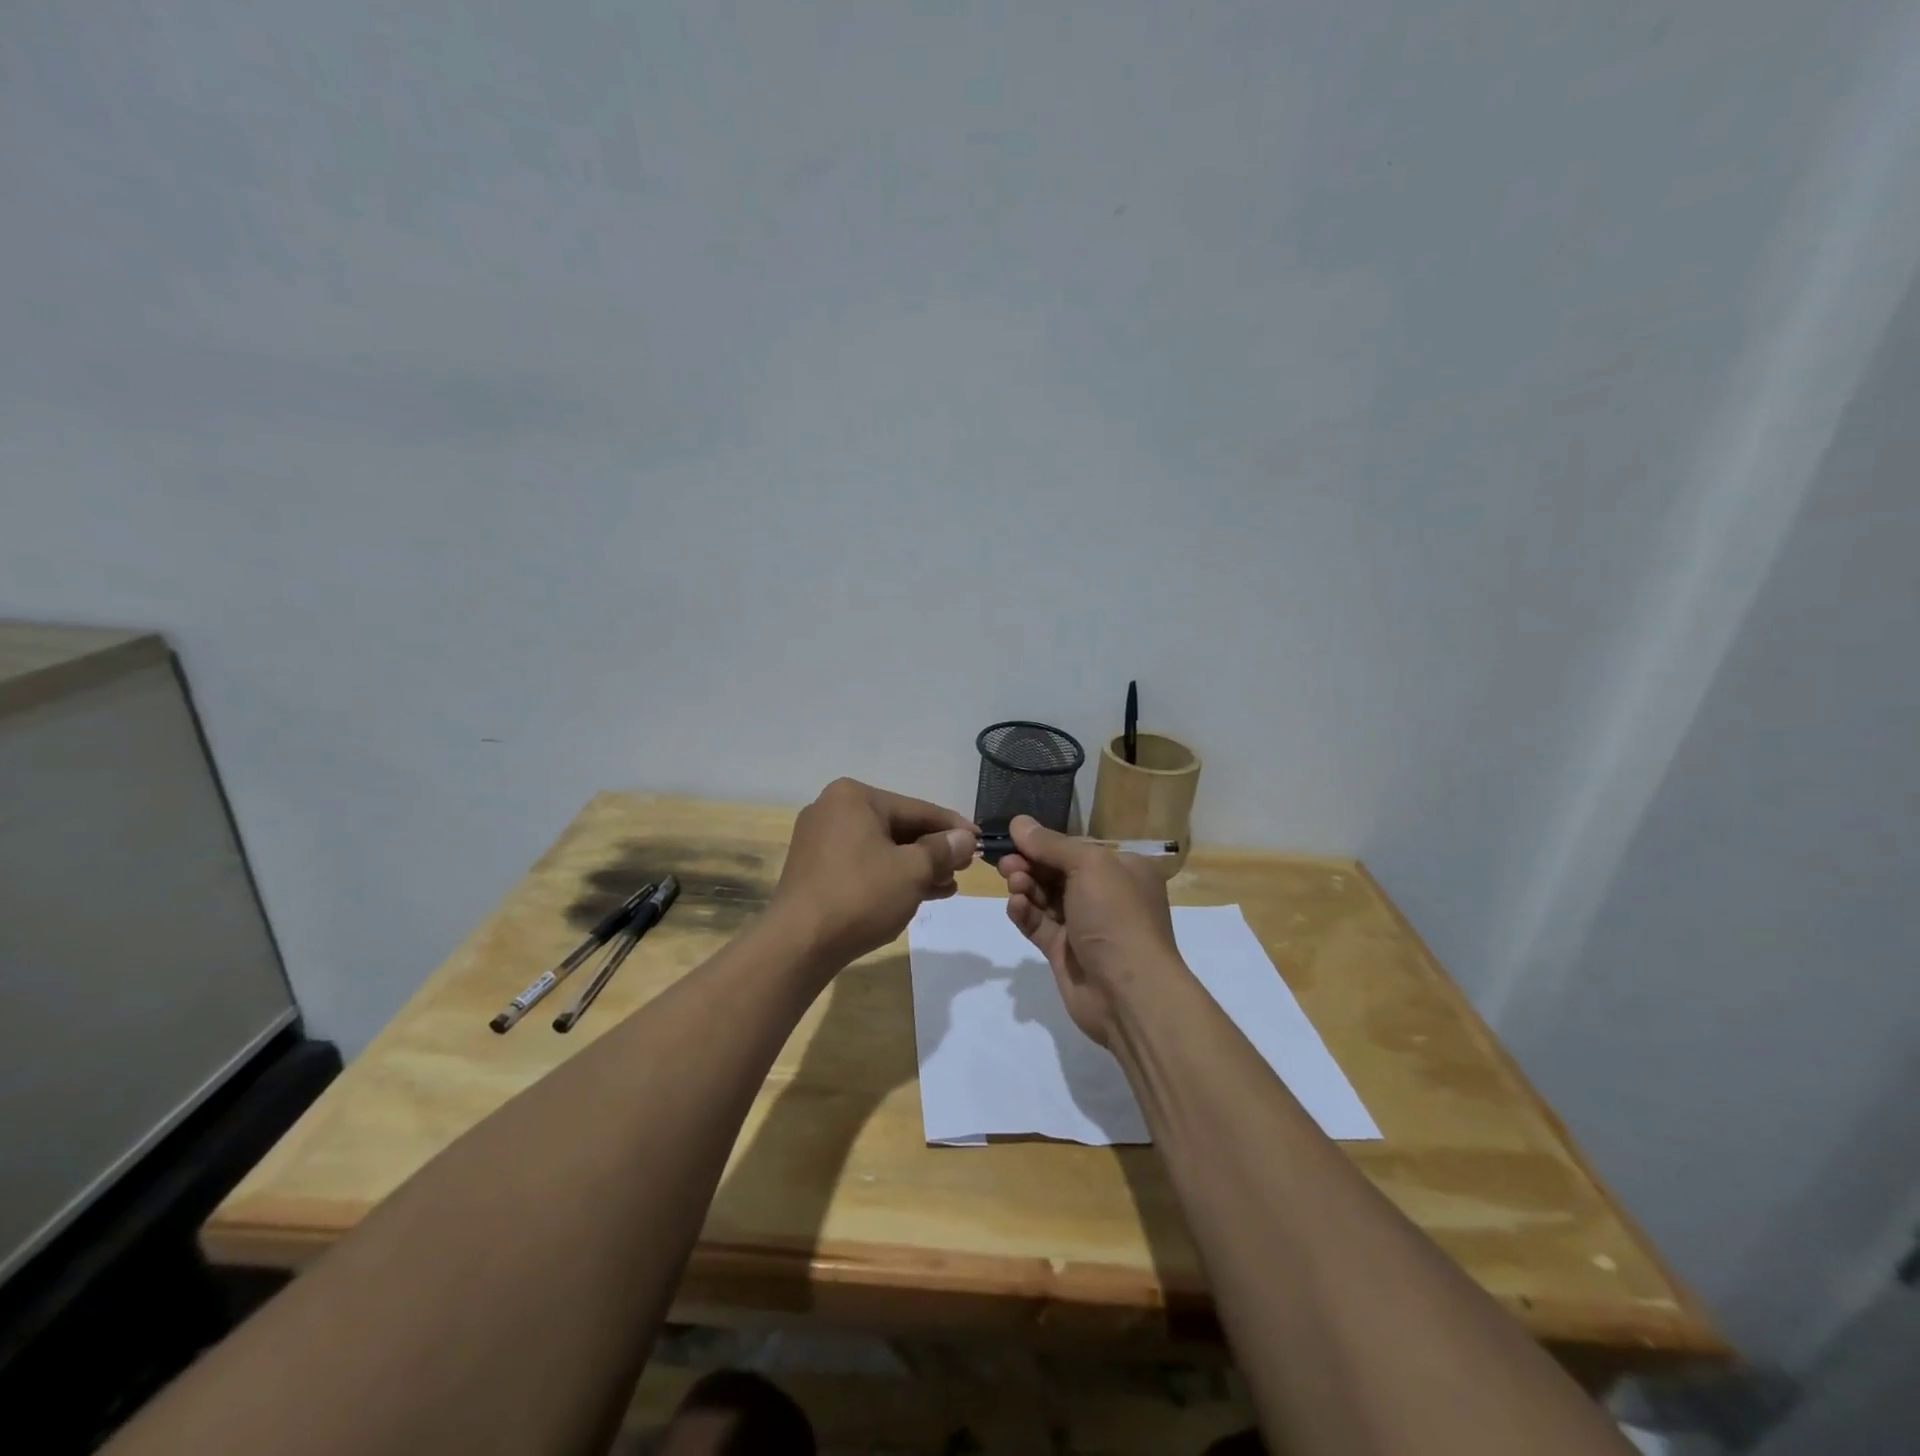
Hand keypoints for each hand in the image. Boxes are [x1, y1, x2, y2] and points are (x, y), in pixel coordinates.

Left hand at [771, 778, 976, 972]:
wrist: (798, 944)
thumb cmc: (860, 896)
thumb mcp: (912, 871)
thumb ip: (942, 850)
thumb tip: (965, 839)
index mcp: (854, 798)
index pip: (917, 809)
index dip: (953, 827)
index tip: (980, 840)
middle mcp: (833, 809)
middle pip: (898, 827)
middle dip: (933, 850)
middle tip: (964, 868)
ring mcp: (820, 840)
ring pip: (881, 848)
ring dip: (916, 866)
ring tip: (948, 885)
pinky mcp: (815, 869)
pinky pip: (863, 864)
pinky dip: (890, 876)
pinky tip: (919, 893)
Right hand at [994, 816, 1182, 1046]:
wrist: (1129, 993)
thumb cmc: (1116, 917)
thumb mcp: (1089, 867)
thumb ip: (1051, 845)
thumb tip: (1019, 822)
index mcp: (1123, 870)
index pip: (1077, 849)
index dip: (1044, 842)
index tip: (1013, 837)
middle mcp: (1106, 895)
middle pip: (1057, 871)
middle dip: (1030, 864)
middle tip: (1005, 863)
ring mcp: (1084, 925)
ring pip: (1045, 897)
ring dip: (1026, 887)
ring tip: (1013, 884)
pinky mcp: (1064, 952)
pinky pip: (1038, 925)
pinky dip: (1025, 913)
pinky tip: (1015, 906)